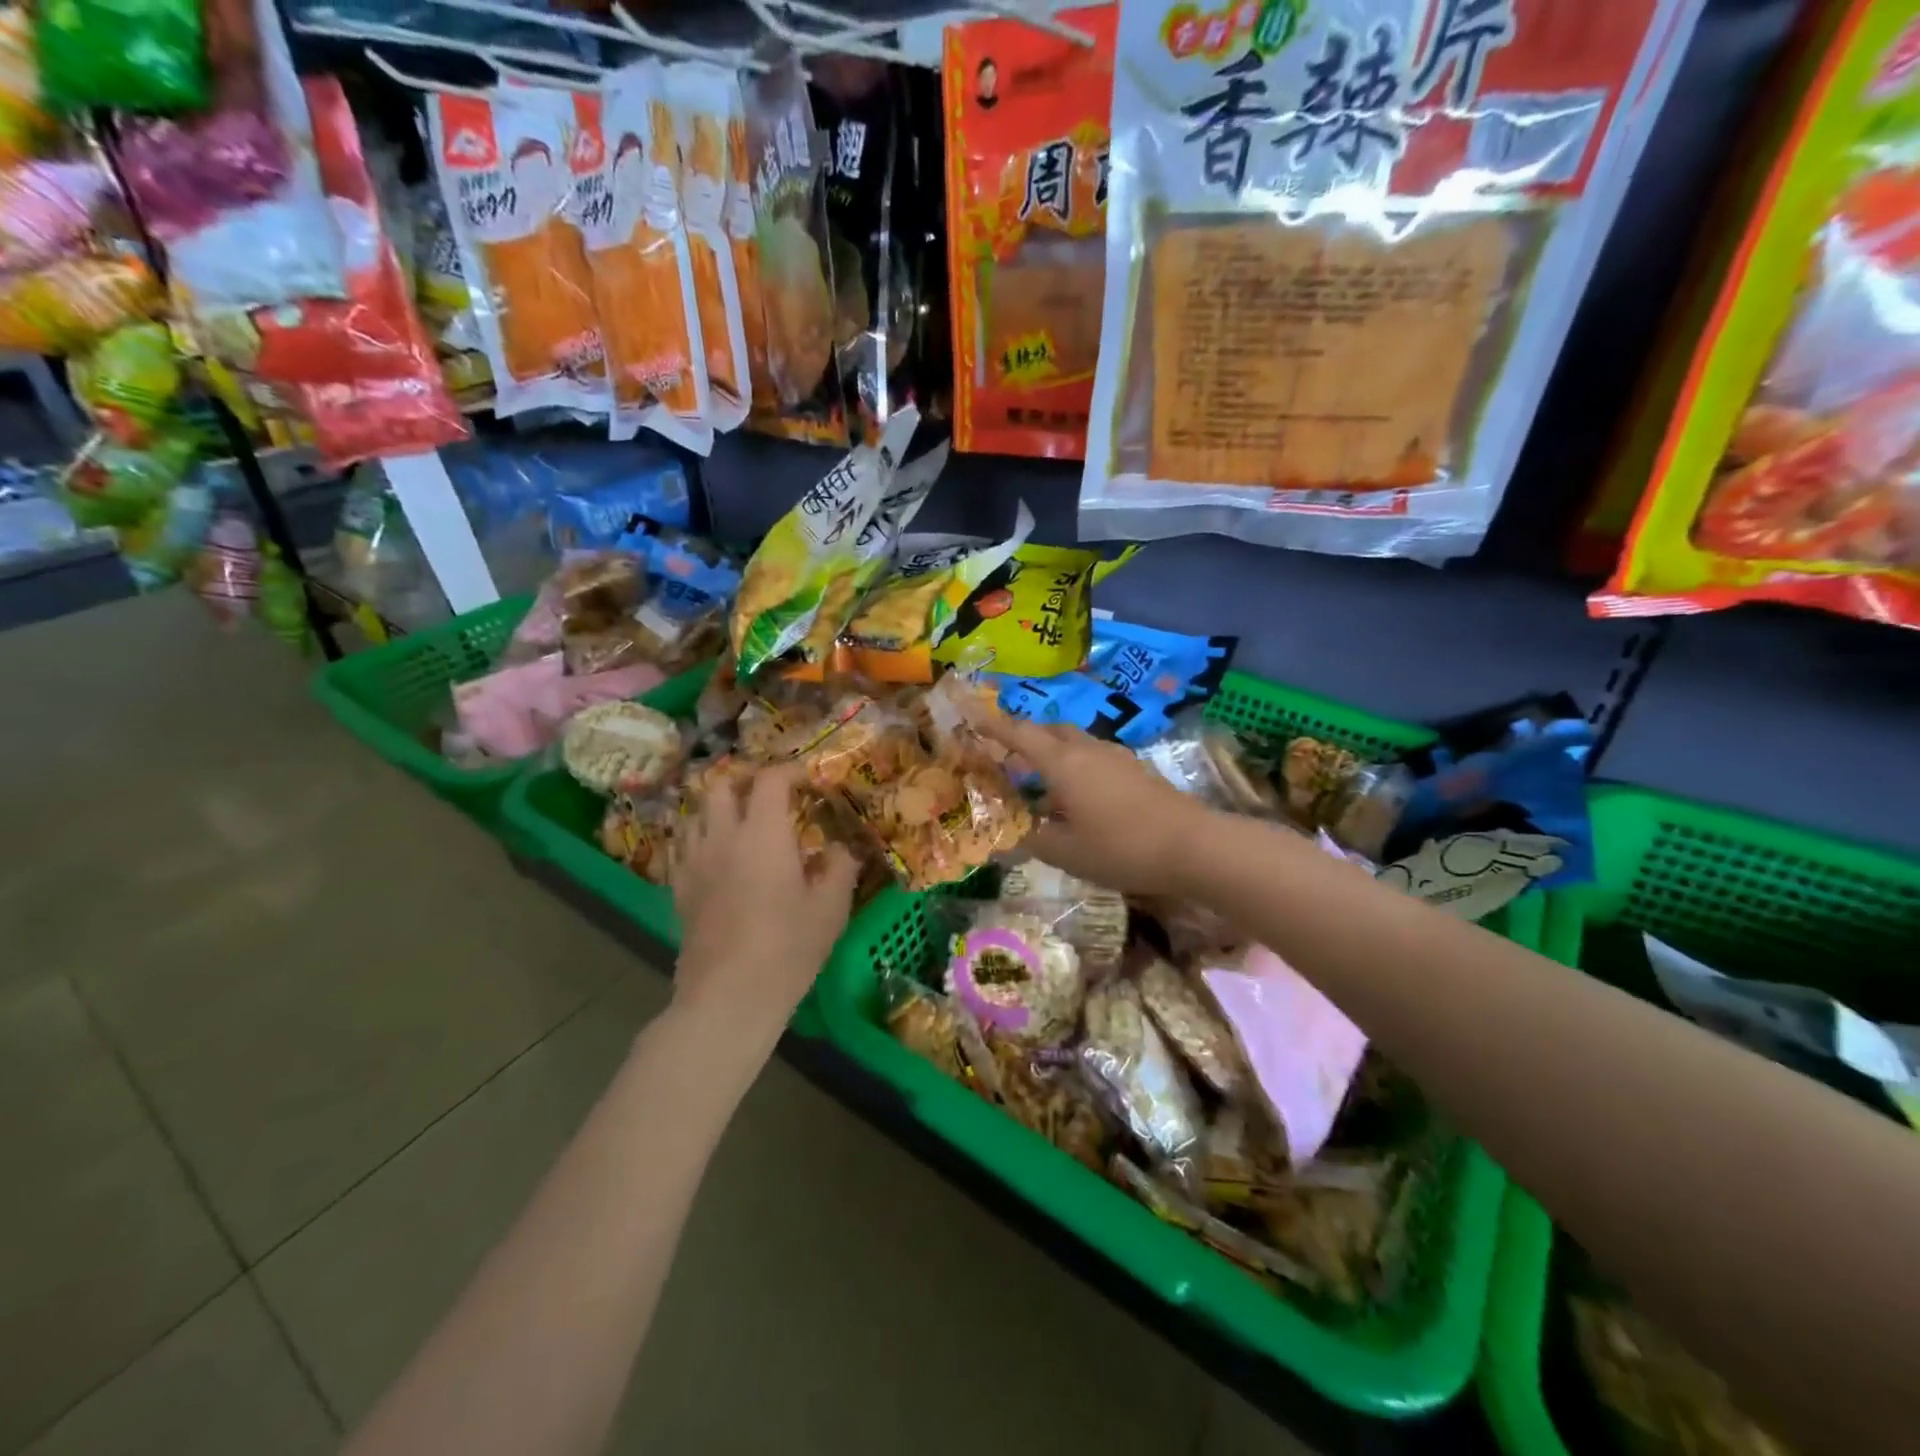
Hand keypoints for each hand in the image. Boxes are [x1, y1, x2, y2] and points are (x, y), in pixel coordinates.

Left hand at [671, 763, 858, 1038]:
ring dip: (720, 807)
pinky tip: (718, 857)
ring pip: (697, 812)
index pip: (770, 779)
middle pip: (722, 785)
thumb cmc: (787, 948)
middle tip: (772, 797)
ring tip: (743, 823)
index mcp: (763, 832)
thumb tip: (841, 848)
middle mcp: (722, 836)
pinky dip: (702, 837)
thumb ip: (840, 867)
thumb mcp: (830, 908)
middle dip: (747, 782)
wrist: (728, 997)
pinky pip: (684, 845)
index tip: (809, 781)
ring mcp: (694, 861)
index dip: (791, 771)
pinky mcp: (679, 887)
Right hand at [971, 713, 1214, 895]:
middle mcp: (1087, 749)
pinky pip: (1093, 755)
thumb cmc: (1121, 847)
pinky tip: (1077, 795)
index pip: (1019, 734)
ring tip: (1038, 781)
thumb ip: (1031, 840)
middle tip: (1004, 756)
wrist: (1193, 845)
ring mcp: (1115, 756)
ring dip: (1051, 752)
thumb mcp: (1066, 852)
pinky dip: (1074, 765)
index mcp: (1063, 763)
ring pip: (1073, 741)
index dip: (991, 724)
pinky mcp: (1135, 768)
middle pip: (1048, 730)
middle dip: (1023, 737)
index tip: (970, 713)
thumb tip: (1006, 835)